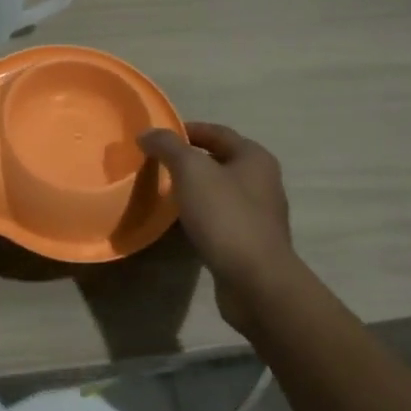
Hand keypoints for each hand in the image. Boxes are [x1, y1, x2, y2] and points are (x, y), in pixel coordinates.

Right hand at [137, 122, 301, 335]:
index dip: (186, 130)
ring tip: (163, 193)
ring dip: (194, 189)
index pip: (217, 132)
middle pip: (219, 161)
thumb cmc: (225, 216)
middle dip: (188, 161)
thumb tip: (147, 133)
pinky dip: (200, 215)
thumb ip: (167, 146)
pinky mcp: (251, 242)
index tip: (157, 138)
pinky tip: (181, 224)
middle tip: (156, 164)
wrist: (256, 281)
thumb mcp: (191, 170)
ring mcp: (259, 214)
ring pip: (219, 191)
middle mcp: (262, 181)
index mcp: (254, 157)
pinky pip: (220, 218)